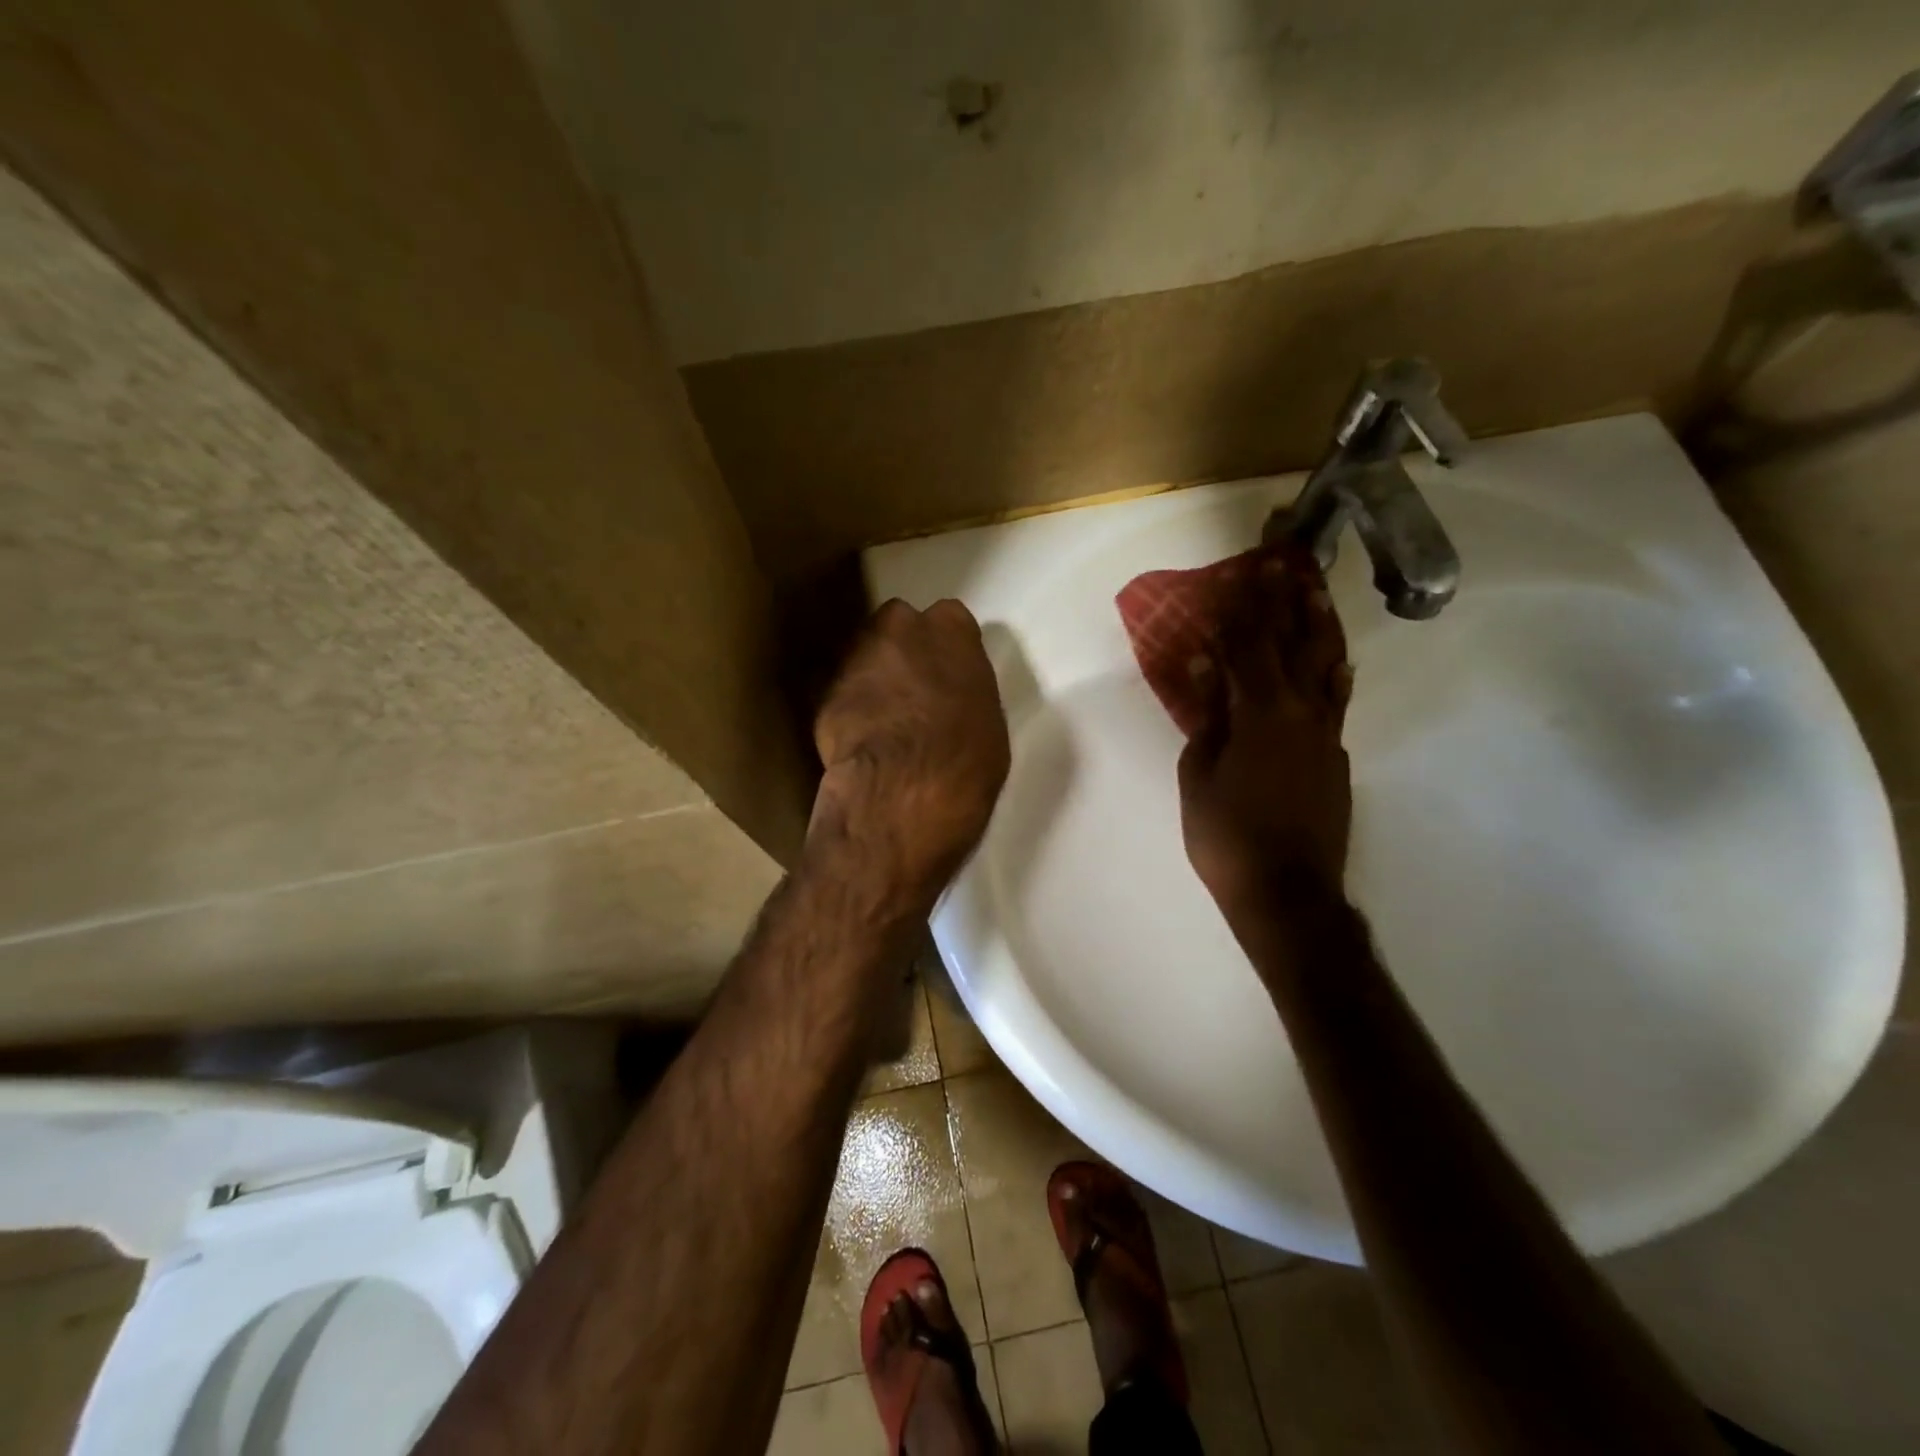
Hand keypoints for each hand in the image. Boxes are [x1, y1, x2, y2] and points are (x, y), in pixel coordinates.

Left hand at [809, 599, 1010, 921]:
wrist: (905, 788)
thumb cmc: (966, 756)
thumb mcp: (987, 719)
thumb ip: (964, 691)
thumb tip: (949, 699)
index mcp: (951, 629)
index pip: (949, 620)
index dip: (945, 648)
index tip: (946, 673)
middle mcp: (900, 627)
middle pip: (898, 627)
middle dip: (902, 651)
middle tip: (911, 691)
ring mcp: (856, 655)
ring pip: (864, 657)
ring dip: (872, 678)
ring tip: (882, 720)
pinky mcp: (824, 691)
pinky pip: (842, 693)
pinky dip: (849, 709)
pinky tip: (859, 740)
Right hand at [1178, 555, 1353, 922]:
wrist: (1287, 892)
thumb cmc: (1227, 836)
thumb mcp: (1200, 775)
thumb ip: (1206, 715)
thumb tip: (1204, 664)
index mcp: (1261, 714)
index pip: (1250, 648)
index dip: (1244, 610)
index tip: (1242, 573)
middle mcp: (1301, 713)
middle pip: (1294, 646)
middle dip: (1286, 603)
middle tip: (1285, 564)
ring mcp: (1325, 735)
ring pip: (1326, 668)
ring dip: (1318, 628)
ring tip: (1315, 593)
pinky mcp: (1337, 758)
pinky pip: (1337, 702)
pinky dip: (1334, 675)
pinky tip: (1336, 663)